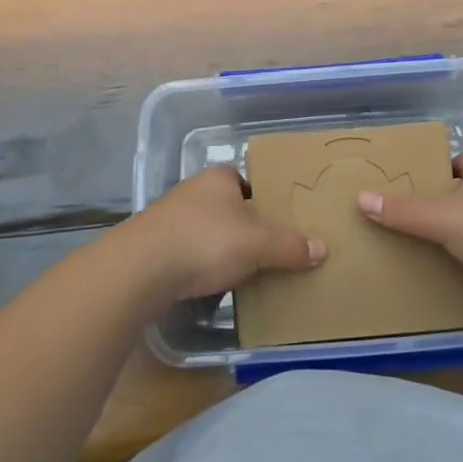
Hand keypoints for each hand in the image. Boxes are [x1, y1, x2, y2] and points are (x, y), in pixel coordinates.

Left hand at [122, 166, 324, 303]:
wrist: (140, 270)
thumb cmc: (205, 241)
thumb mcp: (257, 244)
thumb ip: (289, 246)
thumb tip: (323, 249)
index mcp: (218, 178)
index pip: (246, 179)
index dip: (264, 197)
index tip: (280, 219)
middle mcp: (192, 191)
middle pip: (228, 206)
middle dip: (245, 226)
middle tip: (271, 248)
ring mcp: (170, 219)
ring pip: (207, 230)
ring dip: (222, 247)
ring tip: (247, 270)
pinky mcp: (155, 247)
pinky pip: (189, 253)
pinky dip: (202, 265)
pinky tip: (214, 283)